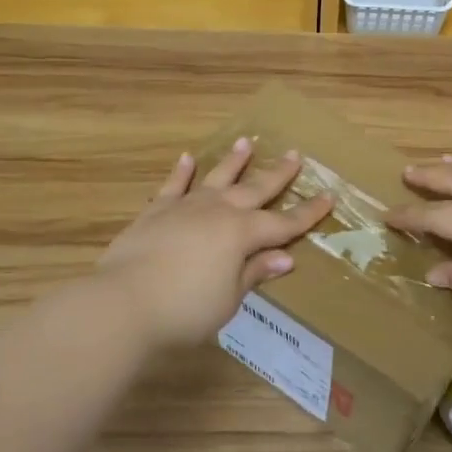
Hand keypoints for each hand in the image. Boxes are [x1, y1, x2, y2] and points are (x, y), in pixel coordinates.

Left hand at [96, 138, 333, 350]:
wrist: (123, 303)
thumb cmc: (185, 309)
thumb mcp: (229, 298)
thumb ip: (254, 272)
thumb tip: (284, 257)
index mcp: (242, 234)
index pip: (284, 223)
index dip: (308, 213)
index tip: (329, 197)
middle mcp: (218, 211)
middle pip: (255, 189)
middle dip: (277, 174)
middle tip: (294, 155)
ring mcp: (185, 207)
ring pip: (216, 178)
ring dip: (234, 162)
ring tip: (247, 142)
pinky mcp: (155, 212)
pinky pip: (173, 186)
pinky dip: (182, 172)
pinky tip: (188, 158)